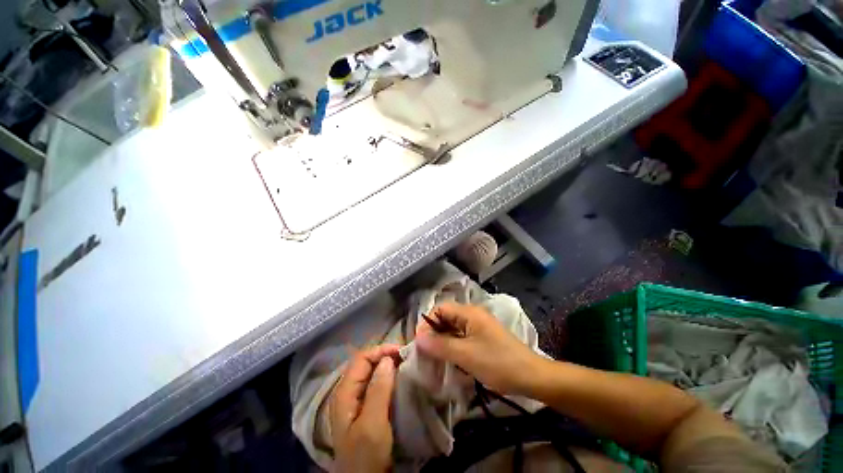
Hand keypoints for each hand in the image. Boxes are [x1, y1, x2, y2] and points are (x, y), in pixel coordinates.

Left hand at [330, 345, 399, 472]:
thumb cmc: (365, 456)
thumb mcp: (372, 425)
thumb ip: (378, 390)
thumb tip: (388, 359)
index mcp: (345, 392)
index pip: (361, 358)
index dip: (381, 350)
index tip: (401, 352)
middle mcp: (348, 391)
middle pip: (365, 363)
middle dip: (385, 355)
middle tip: (406, 357)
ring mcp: (355, 400)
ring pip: (371, 372)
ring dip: (388, 365)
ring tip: (405, 365)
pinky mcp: (365, 407)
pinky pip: (375, 384)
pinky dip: (388, 377)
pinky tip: (398, 379)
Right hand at [415, 302, 543, 395]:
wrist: (531, 376)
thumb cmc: (498, 363)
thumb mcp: (466, 355)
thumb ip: (440, 345)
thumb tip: (417, 338)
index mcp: (469, 313)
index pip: (440, 309)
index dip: (428, 323)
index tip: (420, 343)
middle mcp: (472, 315)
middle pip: (446, 319)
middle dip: (434, 334)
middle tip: (425, 354)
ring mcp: (478, 327)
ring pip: (453, 330)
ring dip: (443, 343)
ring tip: (435, 360)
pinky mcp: (482, 338)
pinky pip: (462, 338)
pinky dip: (454, 348)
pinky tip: (451, 361)